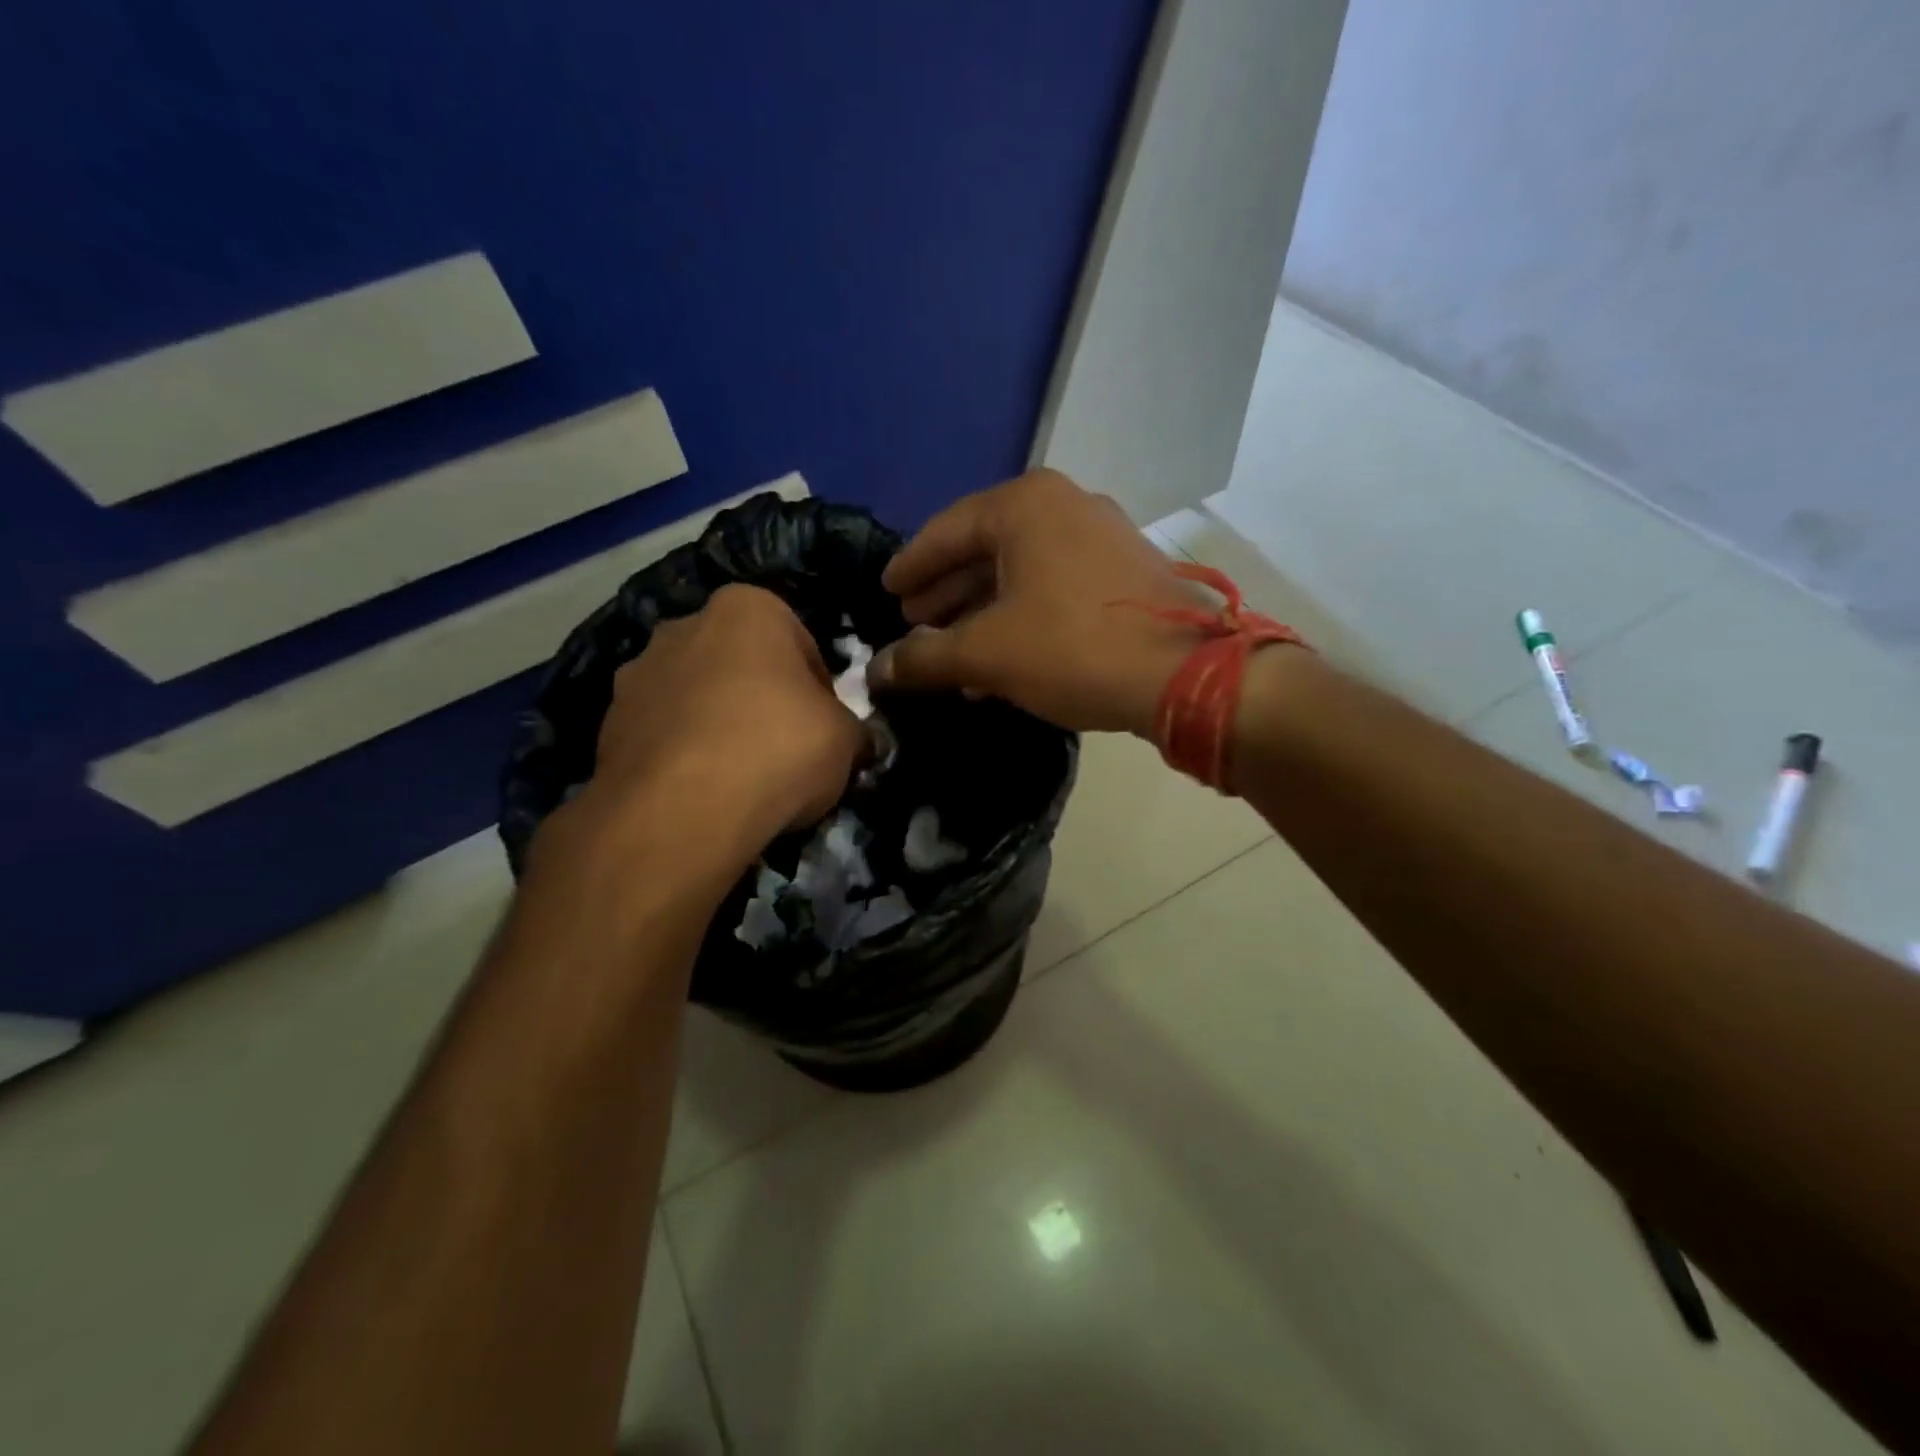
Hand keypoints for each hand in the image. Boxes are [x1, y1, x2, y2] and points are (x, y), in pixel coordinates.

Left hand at [562, 585, 867, 859]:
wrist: (682, 810)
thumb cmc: (779, 749)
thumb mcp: (846, 740)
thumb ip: (853, 729)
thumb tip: (856, 740)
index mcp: (747, 609)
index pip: (801, 644)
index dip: (820, 691)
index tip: (825, 729)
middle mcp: (684, 626)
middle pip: (741, 665)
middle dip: (761, 699)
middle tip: (783, 751)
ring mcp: (637, 674)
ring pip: (696, 697)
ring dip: (717, 725)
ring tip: (738, 779)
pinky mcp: (607, 725)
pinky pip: (662, 735)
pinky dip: (682, 756)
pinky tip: (700, 794)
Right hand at [871, 469, 1209, 734]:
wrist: (1182, 675)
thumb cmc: (1072, 648)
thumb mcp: (987, 653)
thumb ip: (925, 658)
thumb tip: (876, 671)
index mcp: (1025, 505)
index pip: (946, 531)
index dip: (911, 566)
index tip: (886, 590)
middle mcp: (1064, 506)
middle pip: (984, 549)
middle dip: (945, 591)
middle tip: (912, 621)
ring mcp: (1100, 536)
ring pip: (1020, 572)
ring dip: (980, 611)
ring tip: (948, 648)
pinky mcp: (1124, 572)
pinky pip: (1052, 587)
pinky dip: (1019, 616)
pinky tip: (999, 657)